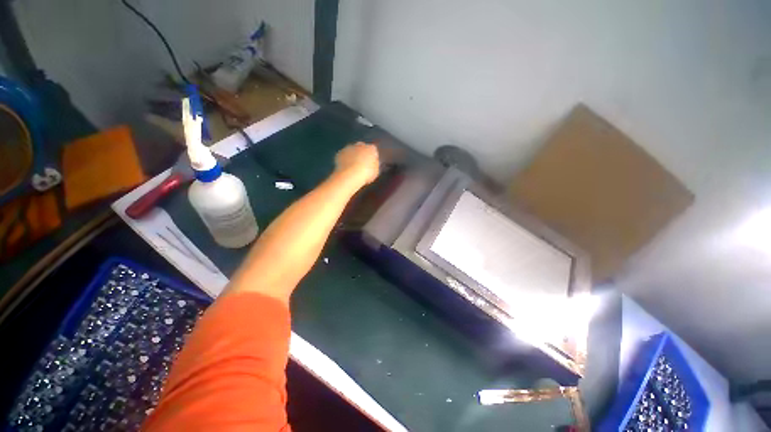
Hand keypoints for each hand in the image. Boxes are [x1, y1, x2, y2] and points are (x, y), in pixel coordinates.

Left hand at [335, 142, 379, 184]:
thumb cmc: (366, 174)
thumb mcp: (376, 171)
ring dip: (352, 155)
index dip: (372, 156)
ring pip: (352, 150)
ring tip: (353, 166)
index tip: (371, 162)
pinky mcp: (340, 153)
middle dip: (362, 153)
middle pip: (362, 147)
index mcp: (371, 149)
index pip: (373, 149)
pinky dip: (344, 159)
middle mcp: (360, 145)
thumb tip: (374, 163)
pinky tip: (346, 167)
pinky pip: (343, 155)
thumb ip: (375, 164)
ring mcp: (349, 148)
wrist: (350, 175)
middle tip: (362, 163)